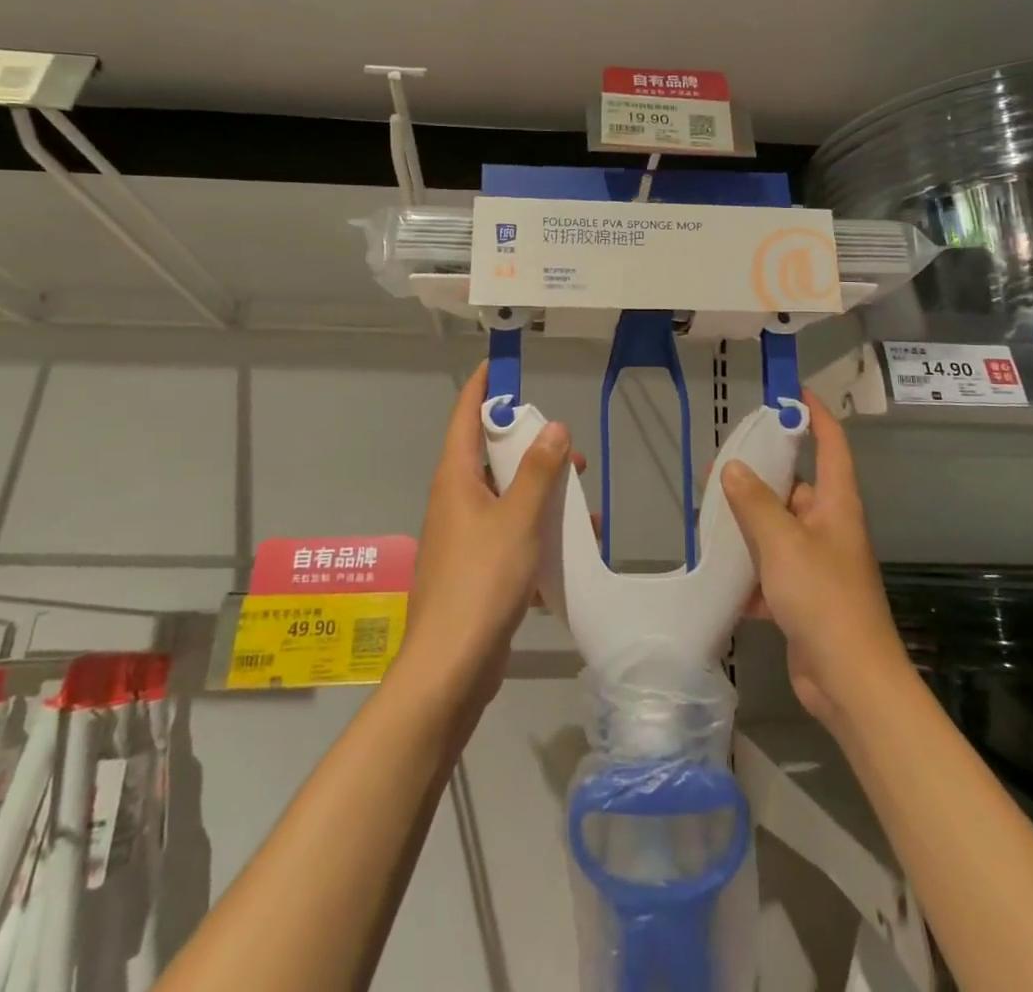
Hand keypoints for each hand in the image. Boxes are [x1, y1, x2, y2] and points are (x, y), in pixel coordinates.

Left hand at [394, 362, 572, 726]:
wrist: (450, 667)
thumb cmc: (481, 580)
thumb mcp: (518, 519)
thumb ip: (538, 472)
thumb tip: (554, 427)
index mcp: (455, 479)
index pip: (465, 416)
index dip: (482, 387)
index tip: (501, 364)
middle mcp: (454, 501)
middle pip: (489, 457)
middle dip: (529, 449)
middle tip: (568, 449)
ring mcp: (462, 538)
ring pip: (505, 499)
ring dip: (541, 496)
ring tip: (581, 504)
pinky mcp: (475, 570)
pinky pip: (509, 536)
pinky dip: (537, 535)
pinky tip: (570, 552)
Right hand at [721, 390, 910, 728]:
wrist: (850, 682)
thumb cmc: (823, 599)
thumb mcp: (782, 543)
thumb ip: (755, 503)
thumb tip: (733, 469)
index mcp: (836, 505)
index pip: (831, 445)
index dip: (816, 416)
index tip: (792, 392)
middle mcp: (830, 528)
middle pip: (797, 487)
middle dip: (762, 477)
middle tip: (721, 466)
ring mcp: (818, 564)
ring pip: (779, 530)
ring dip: (749, 526)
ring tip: (710, 517)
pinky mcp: (804, 597)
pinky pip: (772, 570)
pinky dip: (750, 572)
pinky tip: (721, 577)